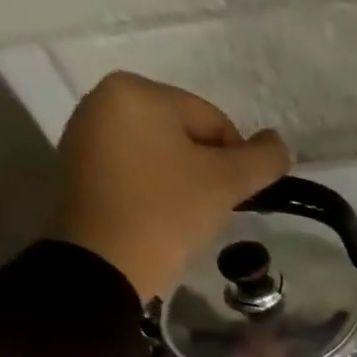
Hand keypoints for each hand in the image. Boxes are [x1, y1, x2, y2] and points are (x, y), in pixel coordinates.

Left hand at [49, 71, 290, 300]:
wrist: (104, 264)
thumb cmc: (168, 214)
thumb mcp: (226, 184)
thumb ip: (263, 160)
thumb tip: (278, 144)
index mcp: (140, 92)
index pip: (215, 122)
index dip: (237, 163)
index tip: (234, 199)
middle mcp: (105, 98)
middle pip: (185, 135)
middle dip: (206, 172)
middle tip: (209, 211)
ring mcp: (86, 132)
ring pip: (161, 154)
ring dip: (182, 182)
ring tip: (184, 218)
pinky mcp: (78, 167)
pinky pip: (134, 170)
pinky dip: (154, 191)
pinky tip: (158, 219)